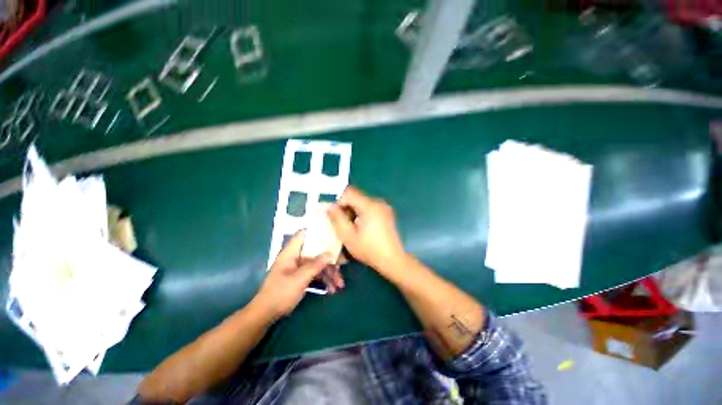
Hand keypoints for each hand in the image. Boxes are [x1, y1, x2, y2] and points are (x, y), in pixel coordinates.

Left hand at [255, 231, 334, 319]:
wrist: (266, 314)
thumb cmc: (280, 293)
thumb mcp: (300, 279)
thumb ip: (315, 265)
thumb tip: (331, 254)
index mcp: (291, 253)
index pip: (303, 234)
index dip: (315, 230)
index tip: (331, 231)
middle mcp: (296, 257)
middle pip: (316, 252)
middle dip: (329, 261)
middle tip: (340, 270)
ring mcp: (299, 268)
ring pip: (317, 265)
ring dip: (329, 274)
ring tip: (338, 286)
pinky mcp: (301, 277)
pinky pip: (315, 274)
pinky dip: (323, 280)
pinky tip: (331, 289)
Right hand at [327, 186, 407, 276]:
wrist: (393, 260)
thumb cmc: (369, 249)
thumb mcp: (348, 236)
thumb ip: (337, 219)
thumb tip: (330, 207)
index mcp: (369, 206)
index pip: (349, 193)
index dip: (339, 202)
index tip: (337, 216)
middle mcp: (378, 202)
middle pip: (356, 197)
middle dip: (346, 207)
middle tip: (343, 224)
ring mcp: (384, 207)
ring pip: (362, 202)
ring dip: (354, 211)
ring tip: (353, 227)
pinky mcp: (387, 213)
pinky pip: (370, 207)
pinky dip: (362, 213)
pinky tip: (363, 227)